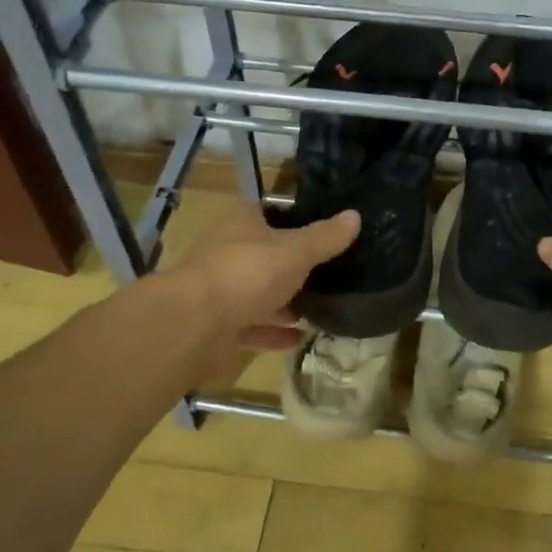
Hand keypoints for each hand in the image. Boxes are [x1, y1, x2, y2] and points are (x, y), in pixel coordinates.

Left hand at [170, 201, 359, 354]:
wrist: (196, 325)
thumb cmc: (248, 272)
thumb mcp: (296, 251)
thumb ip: (326, 237)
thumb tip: (355, 216)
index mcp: (242, 224)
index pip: (272, 213)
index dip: (298, 220)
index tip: (327, 232)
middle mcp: (228, 253)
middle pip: (266, 256)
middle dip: (295, 267)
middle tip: (332, 274)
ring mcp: (222, 292)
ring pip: (259, 294)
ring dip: (285, 303)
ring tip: (322, 308)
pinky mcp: (219, 328)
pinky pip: (253, 327)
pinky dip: (275, 333)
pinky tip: (301, 338)